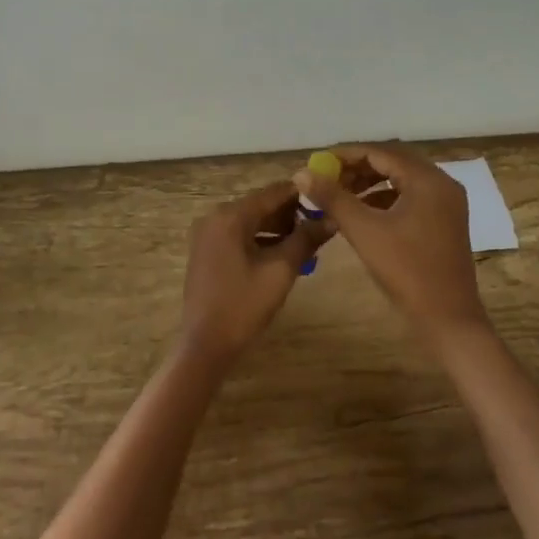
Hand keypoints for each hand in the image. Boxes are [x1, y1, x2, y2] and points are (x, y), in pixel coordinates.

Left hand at [178, 182, 329, 365]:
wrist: (206, 345)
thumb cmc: (244, 305)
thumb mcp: (281, 270)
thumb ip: (306, 239)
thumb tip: (332, 219)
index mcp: (230, 216)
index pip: (272, 192)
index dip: (302, 194)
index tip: (327, 198)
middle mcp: (214, 218)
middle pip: (260, 205)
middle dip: (291, 213)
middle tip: (321, 224)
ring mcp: (207, 236)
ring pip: (250, 221)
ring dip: (277, 228)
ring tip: (307, 241)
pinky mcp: (206, 252)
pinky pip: (239, 236)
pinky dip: (261, 240)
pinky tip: (283, 253)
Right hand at [293, 144, 488, 333]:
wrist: (447, 318)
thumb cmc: (406, 270)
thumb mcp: (364, 231)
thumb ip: (333, 198)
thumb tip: (301, 173)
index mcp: (428, 180)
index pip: (381, 152)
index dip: (346, 155)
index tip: (317, 161)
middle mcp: (442, 184)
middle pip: (394, 162)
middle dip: (358, 167)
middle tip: (327, 177)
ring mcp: (447, 204)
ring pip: (402, 180)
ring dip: (371, 183)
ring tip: (340, 195)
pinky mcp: (445, 222)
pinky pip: (411, 198)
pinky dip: (385, 199)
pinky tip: (363, 213)